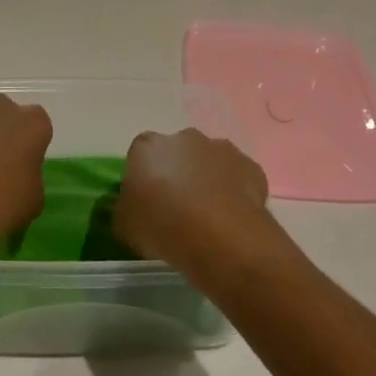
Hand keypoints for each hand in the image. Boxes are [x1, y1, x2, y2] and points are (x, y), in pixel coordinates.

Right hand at [114, 128, 277, 277]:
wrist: (221, 238)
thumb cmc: (163, 227)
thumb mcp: (124, 226)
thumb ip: (125, 208)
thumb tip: (131, 205)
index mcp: (148, 146)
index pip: (140, 155)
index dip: (143, 178)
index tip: (147, 202)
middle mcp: (185, 138)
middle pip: (177, 153)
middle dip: (177, 174)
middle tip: (177, 208)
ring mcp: (221, 148)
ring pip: (209, 162)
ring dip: (207, 180)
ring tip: (207, 217)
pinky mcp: (250, 166)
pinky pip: (236, 177)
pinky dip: (233, 192)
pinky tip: (231, 218)